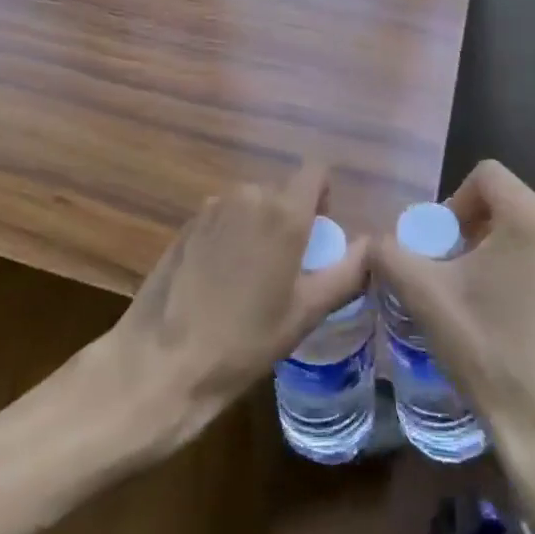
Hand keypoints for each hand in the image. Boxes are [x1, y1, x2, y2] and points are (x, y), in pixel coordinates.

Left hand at [106, 160, 367, 448]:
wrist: (162, 361)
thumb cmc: (244, 340)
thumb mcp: (305, 313)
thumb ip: (346, 273)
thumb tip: (371, 246)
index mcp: (283, 212)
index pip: (315, 171)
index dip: (323, 195)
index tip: (320, 234)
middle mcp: (248, 196)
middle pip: (281, 192)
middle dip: (291, 219)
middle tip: (289, 269)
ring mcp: (212, 208)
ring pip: (250, 205)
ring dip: (259, 228)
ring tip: (253, 279)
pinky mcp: (186, 225)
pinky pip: (223, 218)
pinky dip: (231, 237)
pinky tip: (220, 281)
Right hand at [370, 160, 534, 456]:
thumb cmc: (488, 352)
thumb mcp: (424, 296)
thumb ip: (390, 255)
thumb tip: (377, 242)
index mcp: (532, 219)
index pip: (486, 175)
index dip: (454, 200)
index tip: (441, 243)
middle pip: (508, 203)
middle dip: (473, 227)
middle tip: (450, 268)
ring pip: (530, 233)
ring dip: (497, 250)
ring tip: (475, 295)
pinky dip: (524, 272)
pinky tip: (508, 318)